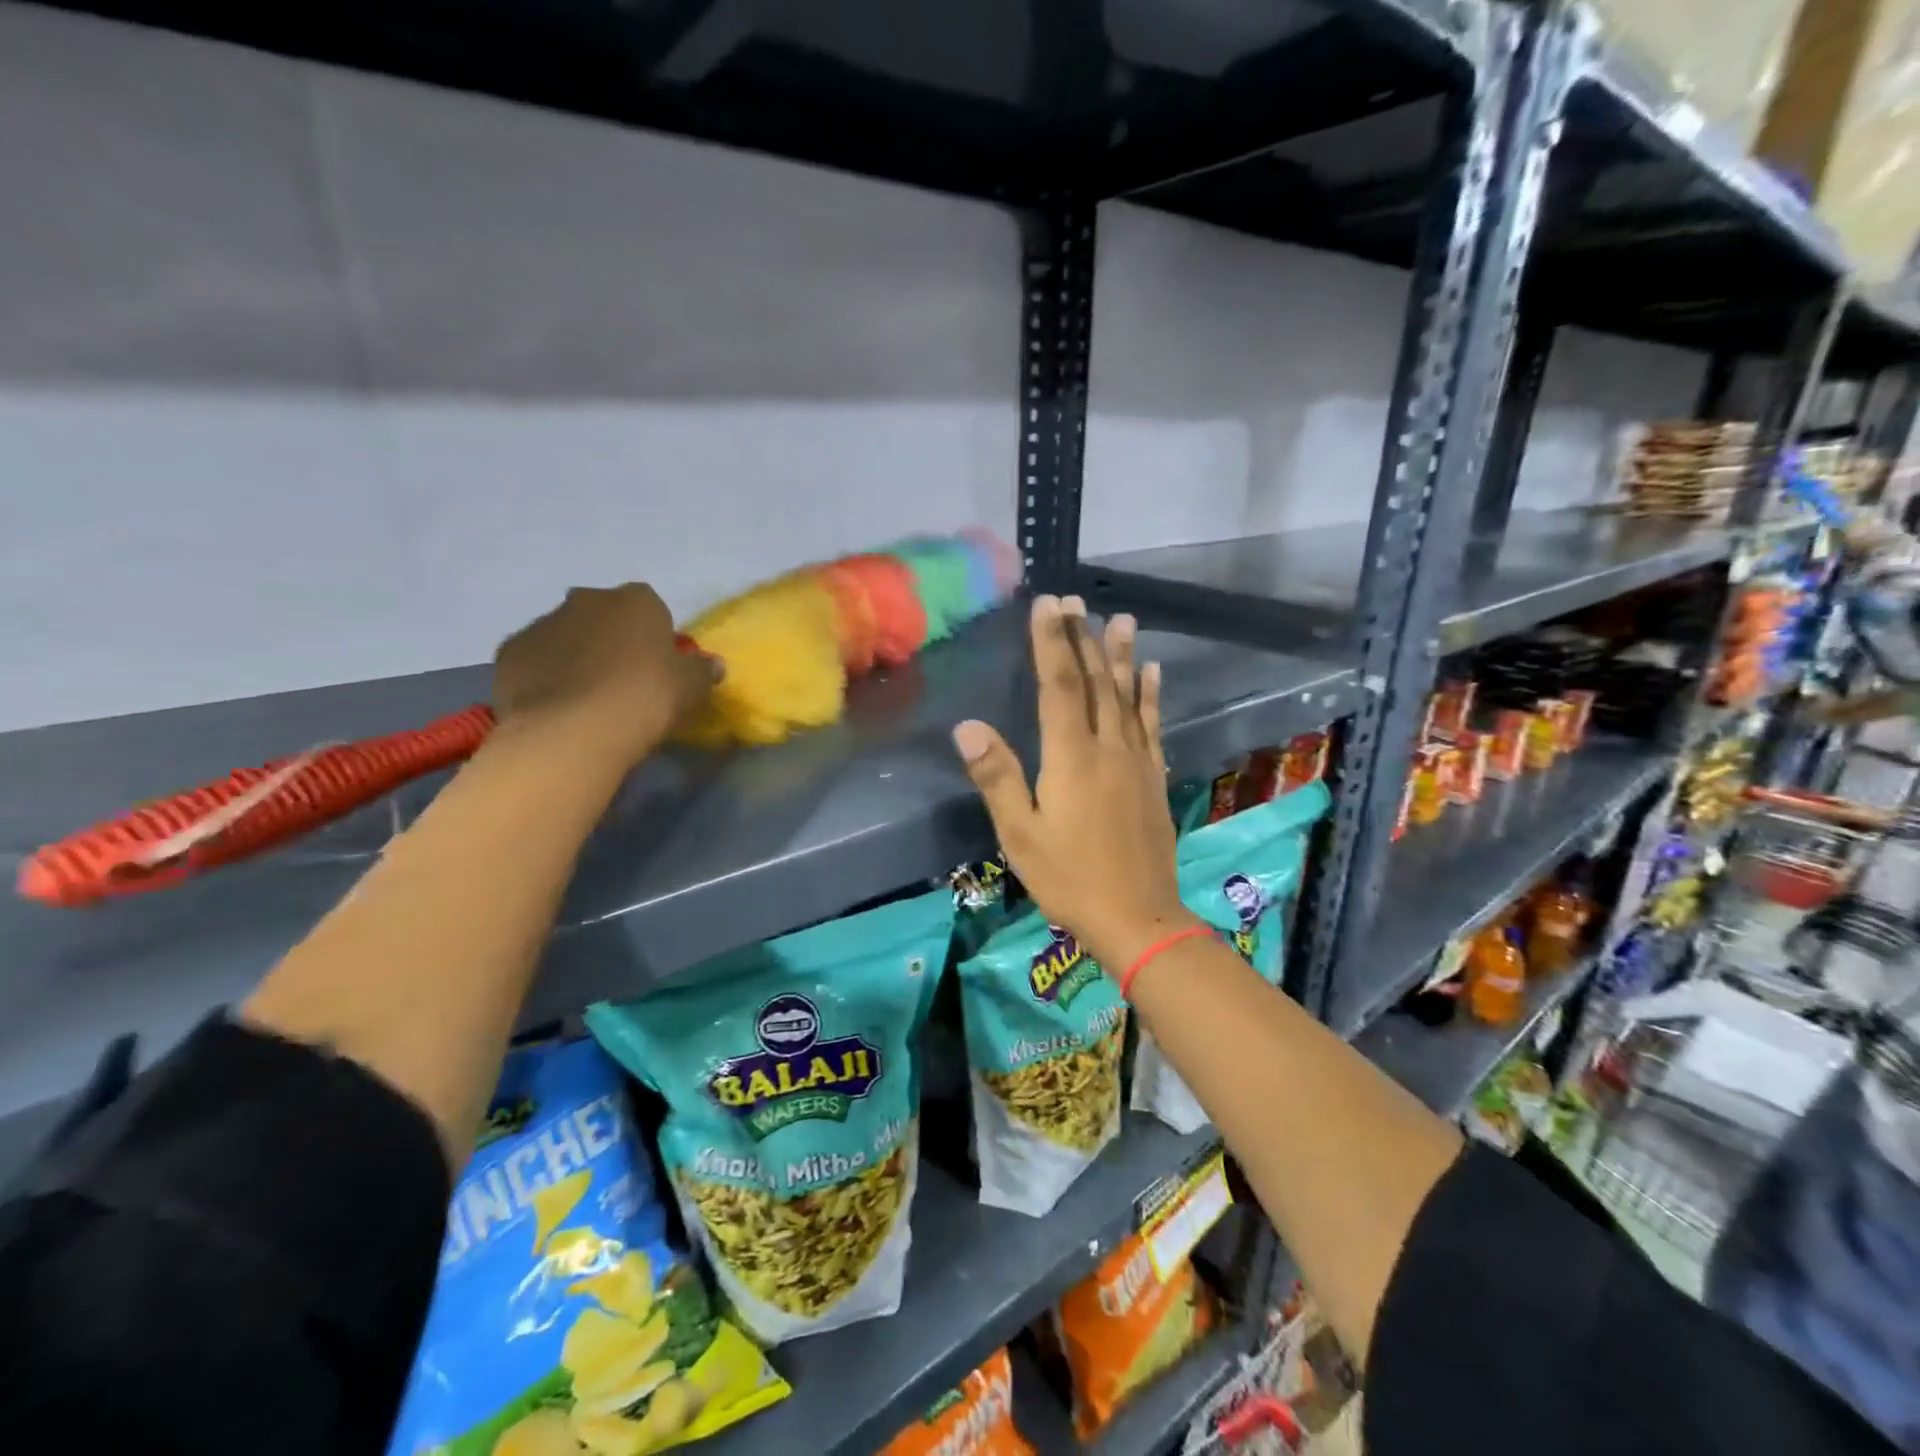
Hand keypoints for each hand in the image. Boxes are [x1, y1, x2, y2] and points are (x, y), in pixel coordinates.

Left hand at [493, 584, 718, 766]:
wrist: (572, 730)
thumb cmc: (644, 699)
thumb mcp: (691, 688)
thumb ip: (702, 670)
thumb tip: (713, 664)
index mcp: (635, 601)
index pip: (650, 605)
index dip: (654, 634)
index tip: (658, 665)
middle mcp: (586, 600)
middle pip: (603, 615)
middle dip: (611, 638)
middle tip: (623, 680)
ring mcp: (542, 623)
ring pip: (565, 635)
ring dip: (576, 656)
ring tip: (587, 699)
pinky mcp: (509, 652)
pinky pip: (535, 659)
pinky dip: (545, 675)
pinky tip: (557, 706)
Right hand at [953, 594, 1199, 973]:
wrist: (1138, 918)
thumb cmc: (1070, 878)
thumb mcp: (1021, 834)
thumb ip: (997, 777)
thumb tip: (967, 726)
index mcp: (1071, 757)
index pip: (1059, 686)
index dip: (1051, 642)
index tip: (1047, 604)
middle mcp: (1108, 748)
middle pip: (1096, 682)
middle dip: (1083, 638)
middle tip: (1076, 601)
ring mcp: (1137, 762)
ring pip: (1128, 697)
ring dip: (1123, 656)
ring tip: (1123, 620)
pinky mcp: (1154, 779)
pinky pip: (1151, 726)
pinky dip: (1151, 696)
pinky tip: (1153, 674)